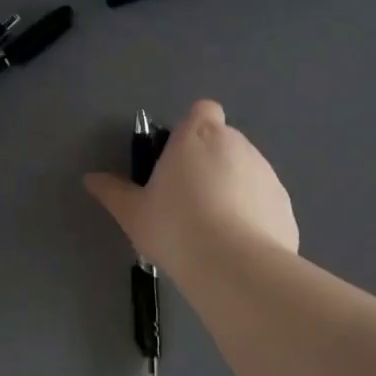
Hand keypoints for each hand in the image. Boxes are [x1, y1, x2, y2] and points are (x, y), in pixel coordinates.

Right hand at [84, 100, 297, 274]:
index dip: (193, 128)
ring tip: (213, 229)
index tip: (179, 157)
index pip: (203, 110)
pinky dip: (253, 216)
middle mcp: (237, 145)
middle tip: (188, 199)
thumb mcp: (133, 213)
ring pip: (247, 172)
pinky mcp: (285, 205)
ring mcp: (266, 174)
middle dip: (210, 162)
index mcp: (198, 136)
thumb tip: (91, 179)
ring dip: (233, 188)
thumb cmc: (175, 227)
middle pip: (224, 141)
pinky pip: (264, 203)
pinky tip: (237, 247)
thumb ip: (113, 192)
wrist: (234, 265)